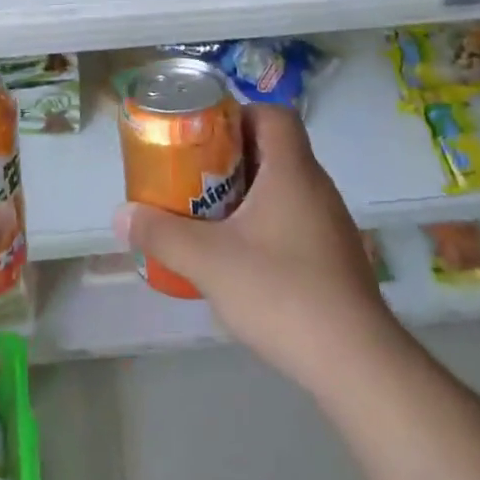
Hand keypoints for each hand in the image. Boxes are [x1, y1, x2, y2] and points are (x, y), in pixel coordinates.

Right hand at [116, 104, 395, 391]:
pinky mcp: (336, 259)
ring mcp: (331, 225)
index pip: (274, 115)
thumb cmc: (282, 292)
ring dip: (248, 193)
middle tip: (195, 176)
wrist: (358, 364)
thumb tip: (121, 215)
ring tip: (211, 217)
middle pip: (275, 150)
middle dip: (232, 157)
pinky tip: (243, 260)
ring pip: (285, 188)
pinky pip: (295, 220)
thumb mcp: (209, 262)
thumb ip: (162, 234)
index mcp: (293, 171)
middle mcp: (317, 188)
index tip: (205, 135)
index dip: (239, 115)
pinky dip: (267, 225)